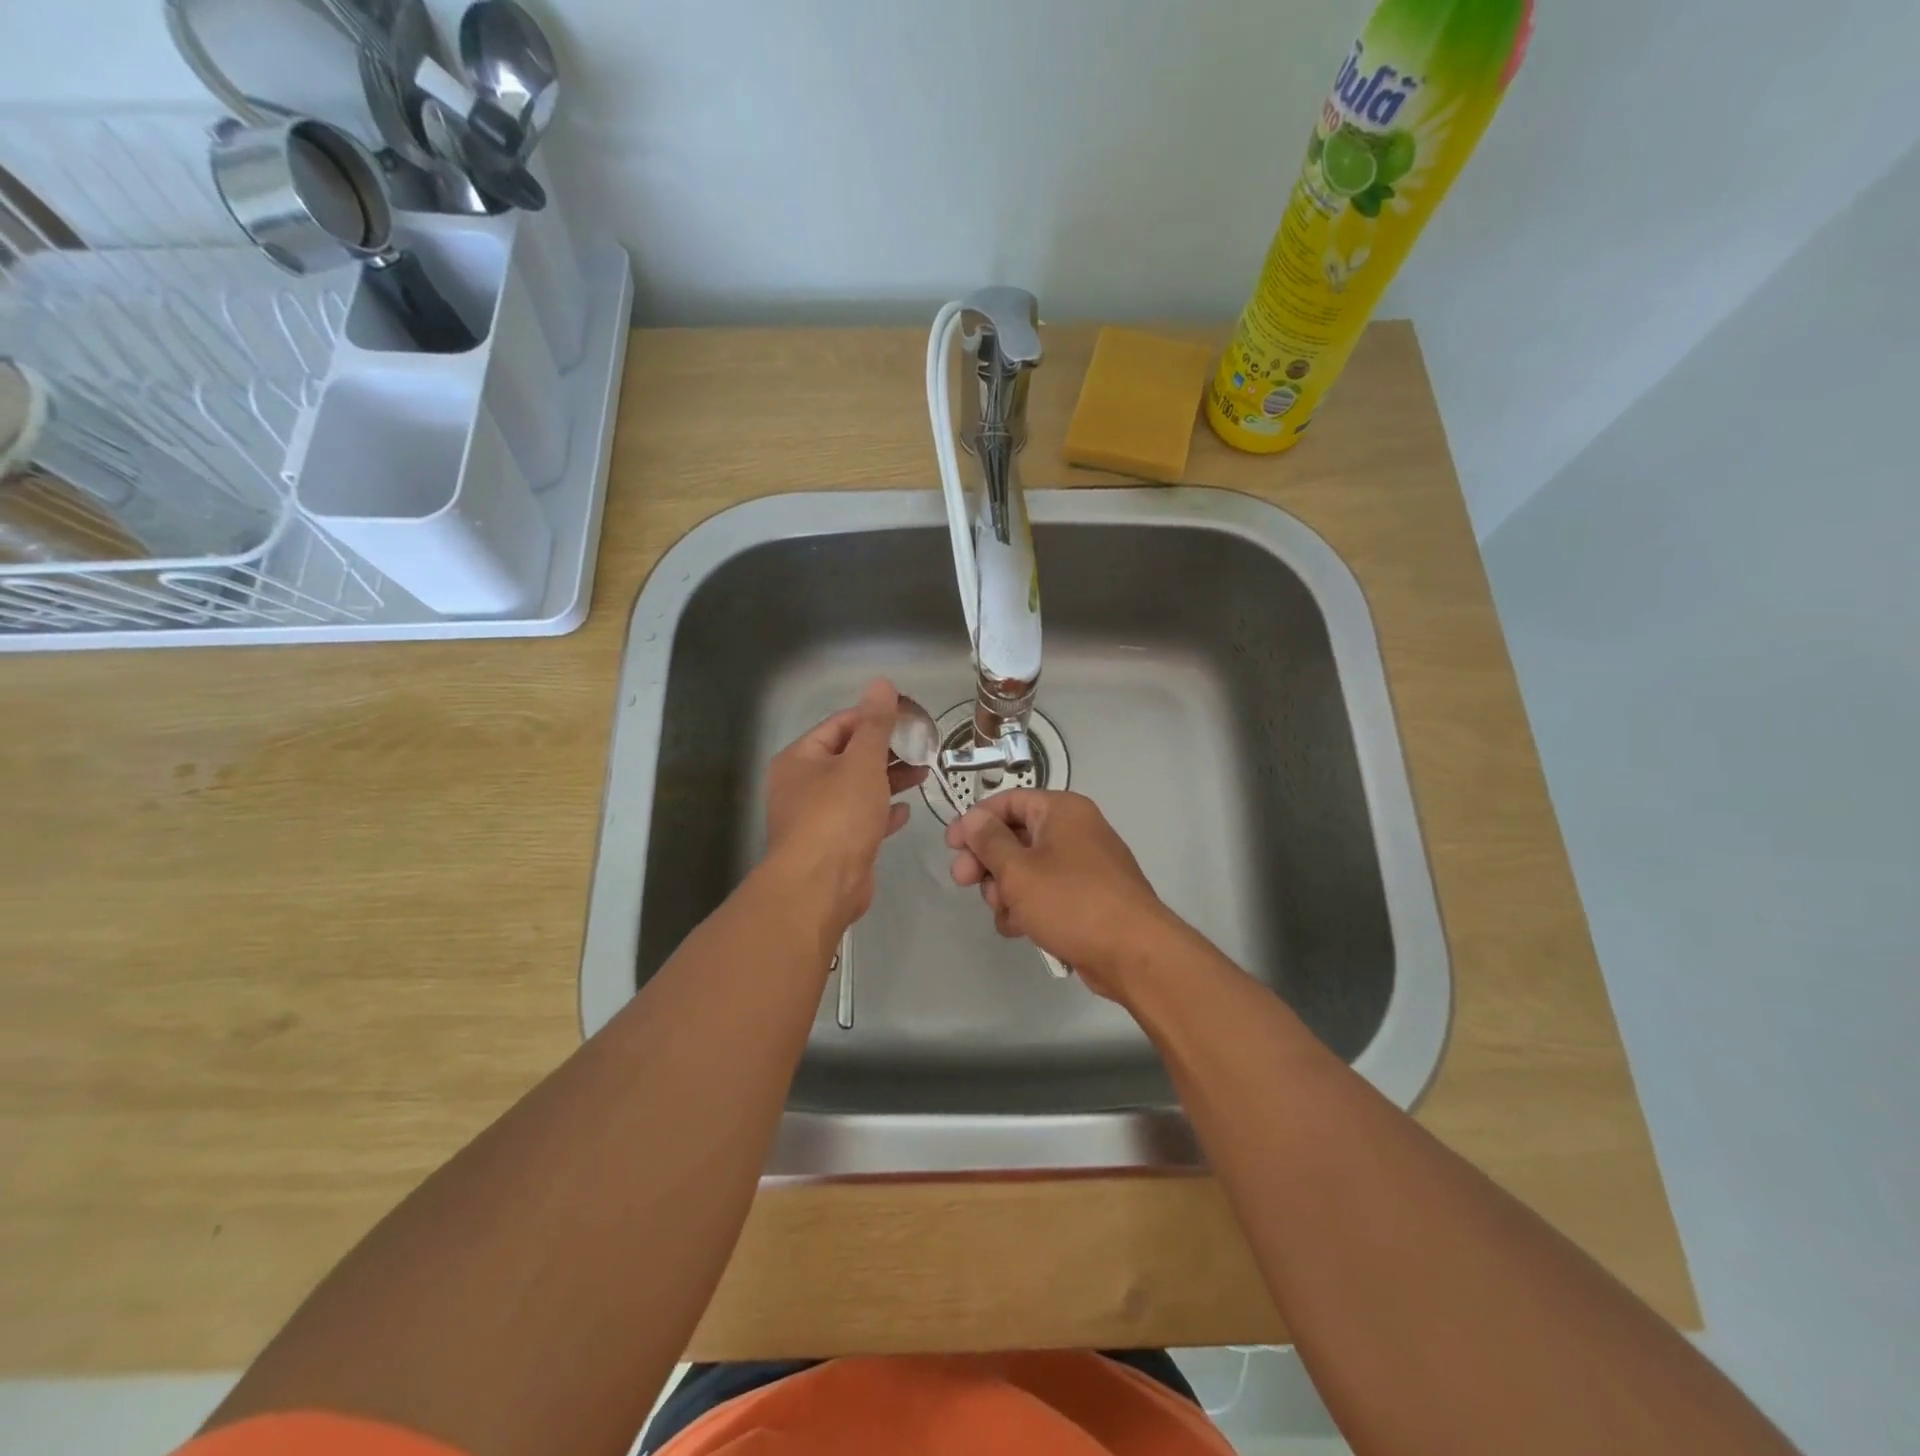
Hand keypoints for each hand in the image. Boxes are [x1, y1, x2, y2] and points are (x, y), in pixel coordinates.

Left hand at [764, 678, 926, 934]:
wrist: (820, 887)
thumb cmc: (838, 816)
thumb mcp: (862, 762)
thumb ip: (875, 724)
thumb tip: (881, 683)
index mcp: (800, 759)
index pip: (841, 724)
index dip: (875, 716)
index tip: (911, 717)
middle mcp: (802, 785)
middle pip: (849, 757)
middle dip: (886, 750)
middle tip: (922, 745)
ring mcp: (816, 818)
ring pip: (857, 789)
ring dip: (888, 780)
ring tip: (923, 773)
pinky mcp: (834, 845)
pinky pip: (860, 820)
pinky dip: (882, 812)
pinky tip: (906, 810)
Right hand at [945, 789, 1181, 1000]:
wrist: (1133, 953)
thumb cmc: (1071, 901)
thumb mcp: (1018, 870)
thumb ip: (989, 841)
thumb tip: (973, 818)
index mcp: (1062, 811)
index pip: (1009, 801)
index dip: (975, 821)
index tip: (951, 846)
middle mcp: (1075, 830)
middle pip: (1015, 836)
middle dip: (987, 862)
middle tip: (964, 882)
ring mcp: (1083, 865)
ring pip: (1027, 869)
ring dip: (1006, 890)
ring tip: (1005, 913)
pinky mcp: (1087, 898)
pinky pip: (1046, 893)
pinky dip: (1028, 907)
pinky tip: (1020, 929)